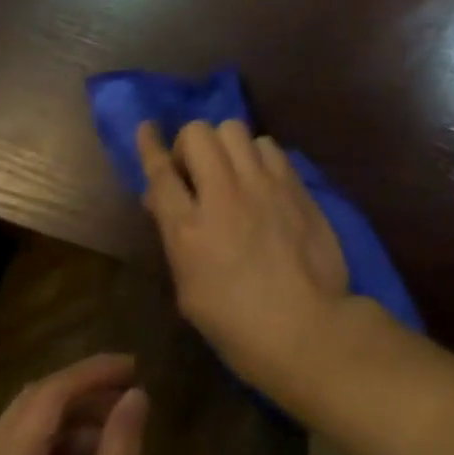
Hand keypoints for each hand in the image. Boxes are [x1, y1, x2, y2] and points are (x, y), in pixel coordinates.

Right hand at [138, 119, 349, 399]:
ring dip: (225, 146)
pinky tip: (262, 178)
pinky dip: (258, 155)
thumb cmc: (238, 326)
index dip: (150, 147)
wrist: (306, 325)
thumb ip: (176, 236)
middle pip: (198, 134)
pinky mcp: (294, 181)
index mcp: (189, 230)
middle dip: (190, 146)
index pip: (160, 172)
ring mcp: (263, 183)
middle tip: (196, 171)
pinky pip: (268, 145)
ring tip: (231, 171)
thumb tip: (164, 198)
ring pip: (235, 129)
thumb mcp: (189, 290)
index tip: (147, 128)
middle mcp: (224, 194)